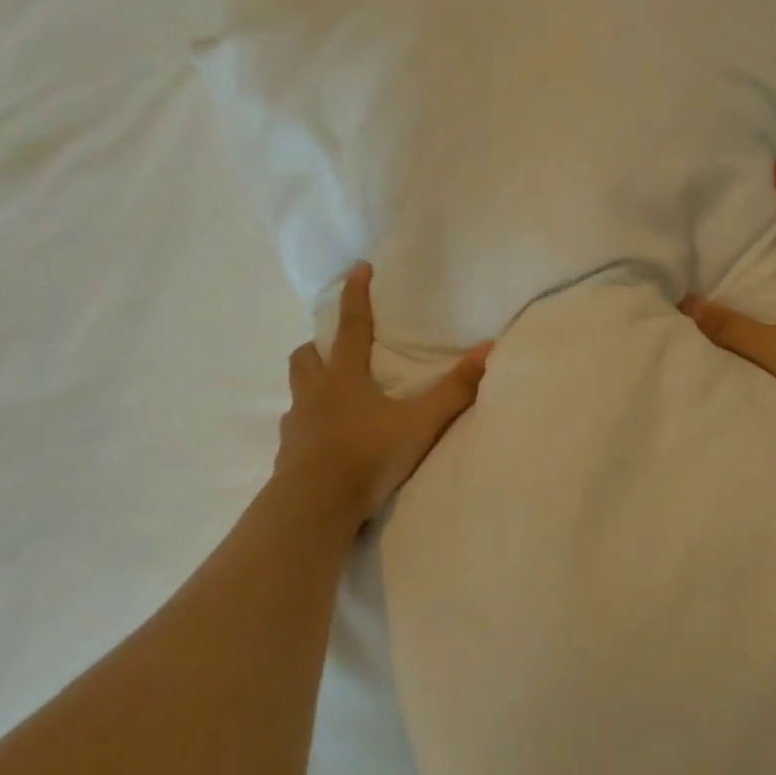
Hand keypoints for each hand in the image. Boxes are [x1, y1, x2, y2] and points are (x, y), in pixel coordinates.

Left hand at [272, 262, 491, 533]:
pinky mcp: (288, 455)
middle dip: (319, 344)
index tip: (358, 268)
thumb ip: (454, 390)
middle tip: (337, 346)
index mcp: (345, 378)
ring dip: (310, 383)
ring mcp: (297, 425)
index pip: (351, 325)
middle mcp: (315, 394)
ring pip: (296, 391)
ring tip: (331, 393)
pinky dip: (308, 425)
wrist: (314, 507)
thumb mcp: (420, 422)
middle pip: (306, 356)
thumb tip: (487, 349)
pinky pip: (295, 429)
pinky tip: (325, 439)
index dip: (355, 294)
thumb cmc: (367, 455)